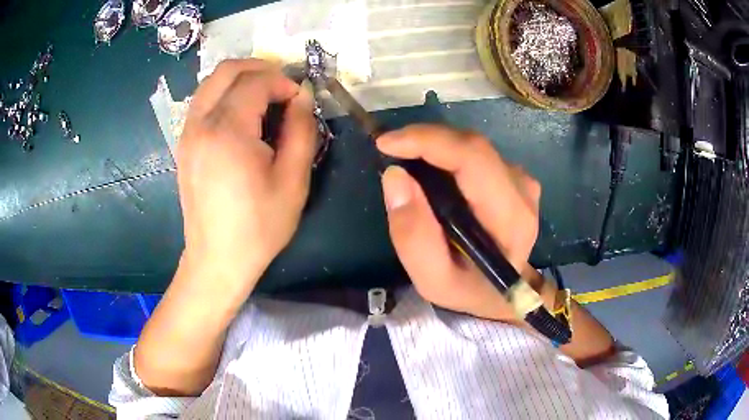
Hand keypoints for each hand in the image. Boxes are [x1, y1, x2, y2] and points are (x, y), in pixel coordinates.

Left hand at [177, 59, 316, 292]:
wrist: (216, 259)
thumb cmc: (258, 227)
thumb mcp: (293, 181)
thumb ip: (302, 129)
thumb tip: (303, 97)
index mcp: (227, 130)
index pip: (256, 80)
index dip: (284, 82)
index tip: (300, 101)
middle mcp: (200, 123)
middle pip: (228, 70)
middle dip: (261, 69)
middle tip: (283, 89)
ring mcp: (187, 132)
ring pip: (211, 82)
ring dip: (241, 79)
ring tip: (265, 98)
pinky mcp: (184, 143)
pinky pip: (203, 101)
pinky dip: (225, 94)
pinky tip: (243, 116)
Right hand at [377, 124, 541, 321]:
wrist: (501, 291)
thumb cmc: (468, 288)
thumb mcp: (432, 280)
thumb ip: (412, 236)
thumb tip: (395, 176)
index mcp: (510, 218)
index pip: (473, 159)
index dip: (428, 141)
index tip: (386, 144)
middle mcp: (522, 190)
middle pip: (471, 145)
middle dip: (424, 139)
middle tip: (389, 150)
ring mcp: (521, 179)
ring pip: (471, 146)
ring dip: (434, 146)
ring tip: (406, 161)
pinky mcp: (514, 175)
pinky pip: (475, 153)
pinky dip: (446, 153)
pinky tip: (430, 170)